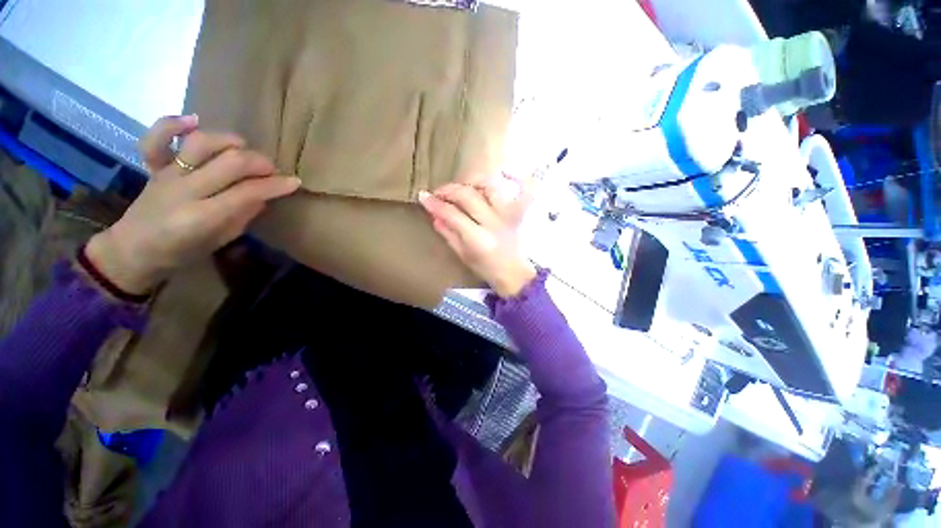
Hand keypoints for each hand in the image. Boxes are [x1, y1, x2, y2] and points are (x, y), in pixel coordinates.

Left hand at [85, 115, 300, 293]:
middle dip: (259, 162)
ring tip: (243, 148)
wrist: (133, 251)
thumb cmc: (182, 252)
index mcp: (202, 217)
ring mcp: (166, 175)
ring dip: (229, 141)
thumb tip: (263, 195)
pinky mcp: (153, 167)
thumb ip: (243, 215)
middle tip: (272, 170)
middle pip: (229, 163)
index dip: (276, 185)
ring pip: (201, 143)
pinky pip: (156, 139)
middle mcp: (184, 190)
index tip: (295, 182)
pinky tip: (193, 121)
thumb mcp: (222, 240)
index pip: (247, 192)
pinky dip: (172, 124)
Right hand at [419, 174, 536, 297]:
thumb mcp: (463, 256)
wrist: (517, 275)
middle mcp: (495, 223)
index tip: (423, 196)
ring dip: (472, 181)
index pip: (451, 213)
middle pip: (468, 195)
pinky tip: (504, 172)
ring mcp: (512, 214)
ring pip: (490, 185)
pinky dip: (516, 176)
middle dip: (448, 190)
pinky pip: (525, 186)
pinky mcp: (524, 211)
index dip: (434, 203)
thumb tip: (434, 214)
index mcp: (478, 240)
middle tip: (439, 192)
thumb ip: (448, 234)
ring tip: (463, 186)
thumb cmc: (488, 269)